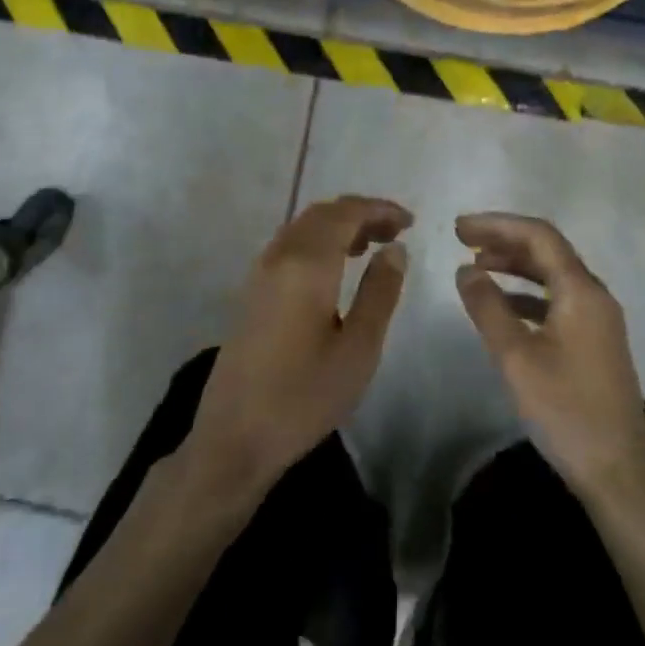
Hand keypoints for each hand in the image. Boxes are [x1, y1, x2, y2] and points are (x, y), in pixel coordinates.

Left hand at [186, 196, 411, 505]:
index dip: (378, 209)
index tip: (409, 222)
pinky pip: (288, 246)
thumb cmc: (304, 396)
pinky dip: (317, 242)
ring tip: (371, 246)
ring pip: (302, 227)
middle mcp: (278, 256)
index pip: (345, 213)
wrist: (235, 436)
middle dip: (360, 214)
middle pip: (321, 214)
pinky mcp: (251, 291)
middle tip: (395, 232)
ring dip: (337, 226)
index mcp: (306, 264)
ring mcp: (259, 272)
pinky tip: (335, 268)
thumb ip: (380, 292)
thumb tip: (395, 249)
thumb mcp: (358, 349)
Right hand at [454, 213, 644, 497]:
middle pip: (548, 251)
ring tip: (476, 266)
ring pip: (553, 276)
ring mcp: (598, 320)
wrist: (618, 472)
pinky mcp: (594, 342)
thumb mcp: (516, 357)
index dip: (498, 224)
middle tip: (462, 240)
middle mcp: (595, 296)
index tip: (458, 228)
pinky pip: (557, 300)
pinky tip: (503, 306)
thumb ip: (488, 308)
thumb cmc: (566, 410)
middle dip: (504, 240)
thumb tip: (465, 269)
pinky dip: (527, 294)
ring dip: (515, 265)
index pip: (539, 236)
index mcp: (582, 291)